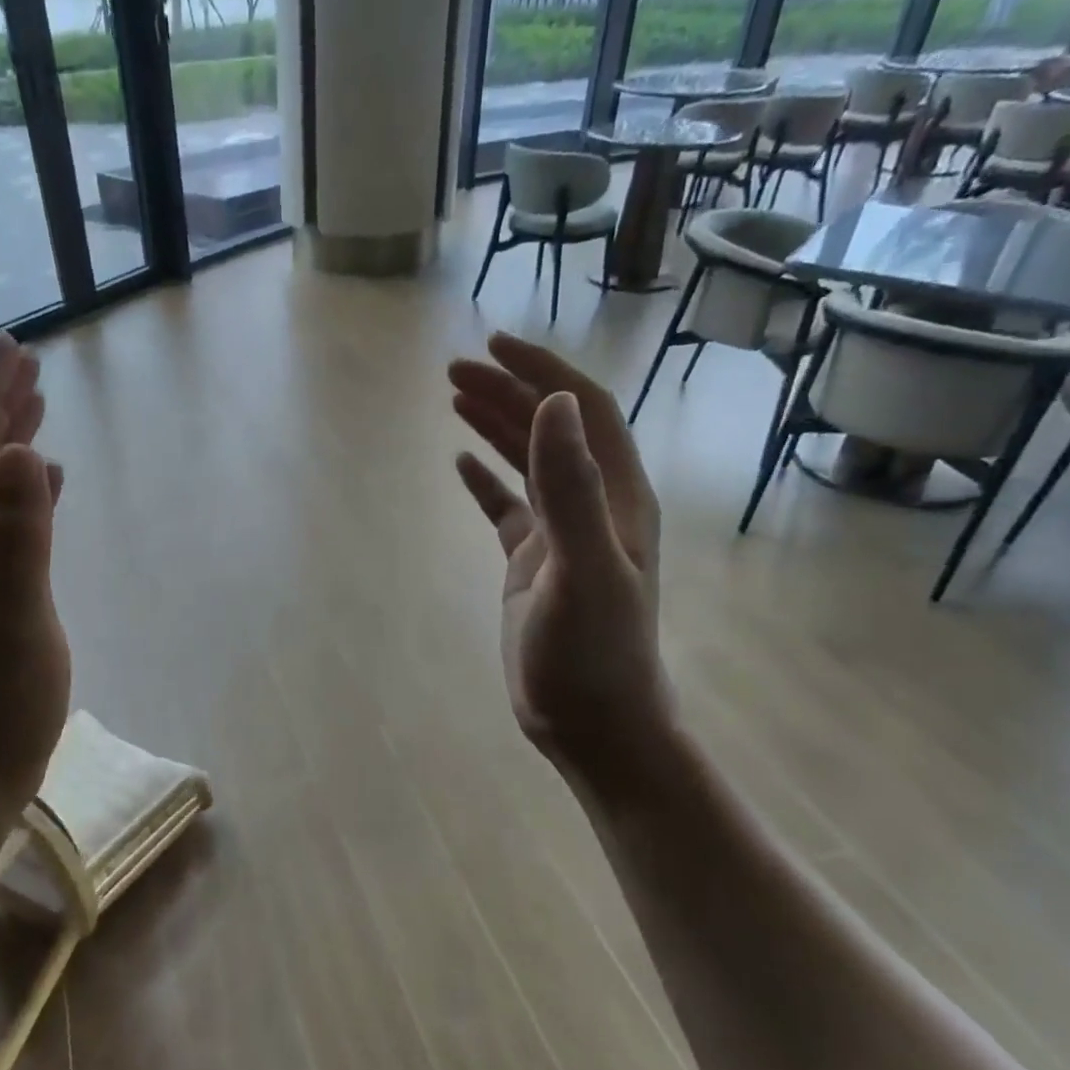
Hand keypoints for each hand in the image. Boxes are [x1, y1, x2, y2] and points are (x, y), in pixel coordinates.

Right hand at [448, 333, 672, 778]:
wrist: (594, 723)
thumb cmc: (594, 652)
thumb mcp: (582, 569)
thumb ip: (570, 488)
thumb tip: (552, 403)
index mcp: (616, 496)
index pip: (584, 411)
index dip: (543, 372)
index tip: (494, 345)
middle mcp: (593, 505)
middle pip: (551, 429)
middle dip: (507, 391)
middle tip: (454, 369)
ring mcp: (562, 534)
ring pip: (528, 462)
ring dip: (494, 425)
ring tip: (454, 398)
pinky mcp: (534, 564)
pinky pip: (507, 507)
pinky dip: (485, 480)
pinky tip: (459, 466)